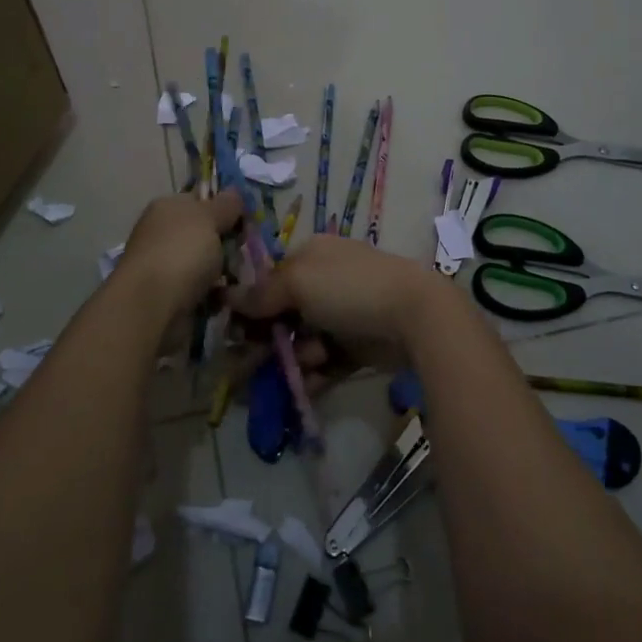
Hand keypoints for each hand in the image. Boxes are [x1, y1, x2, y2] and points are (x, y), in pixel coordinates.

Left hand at [119, 189, 243, 317]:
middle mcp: (164, 234)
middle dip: (229, 242)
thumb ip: (226, 204)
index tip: (248, 220)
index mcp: (168, 207)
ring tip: (248, 276)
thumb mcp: (209, 217)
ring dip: (226, 270)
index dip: (225, 207)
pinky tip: (233, 296)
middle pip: (206, 233)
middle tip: (251, 250)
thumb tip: (234, 193)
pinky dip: (217, 294)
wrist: (152, 306)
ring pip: (207, 263)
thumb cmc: (181, 251)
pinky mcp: (172, 296)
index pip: (201, 200)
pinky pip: (203, 290)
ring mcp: (166, 266)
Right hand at [230, 235, 447, 359]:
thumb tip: (227, 296)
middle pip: (282, 314)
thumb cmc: (349, 288)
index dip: (248, 306)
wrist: (414, 316)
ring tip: (308, 363)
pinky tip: (308, 386)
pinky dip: (315, 374)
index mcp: (310, 255)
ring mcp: (342, 315)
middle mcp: (324, 282)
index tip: (231, 332)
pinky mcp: (356, 346)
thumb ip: (261, 293)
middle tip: (245, 369)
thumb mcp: (298, 282)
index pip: (269, 279)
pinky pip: (326, 362)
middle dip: (265, 341)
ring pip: (302, 341)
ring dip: (294, 357)